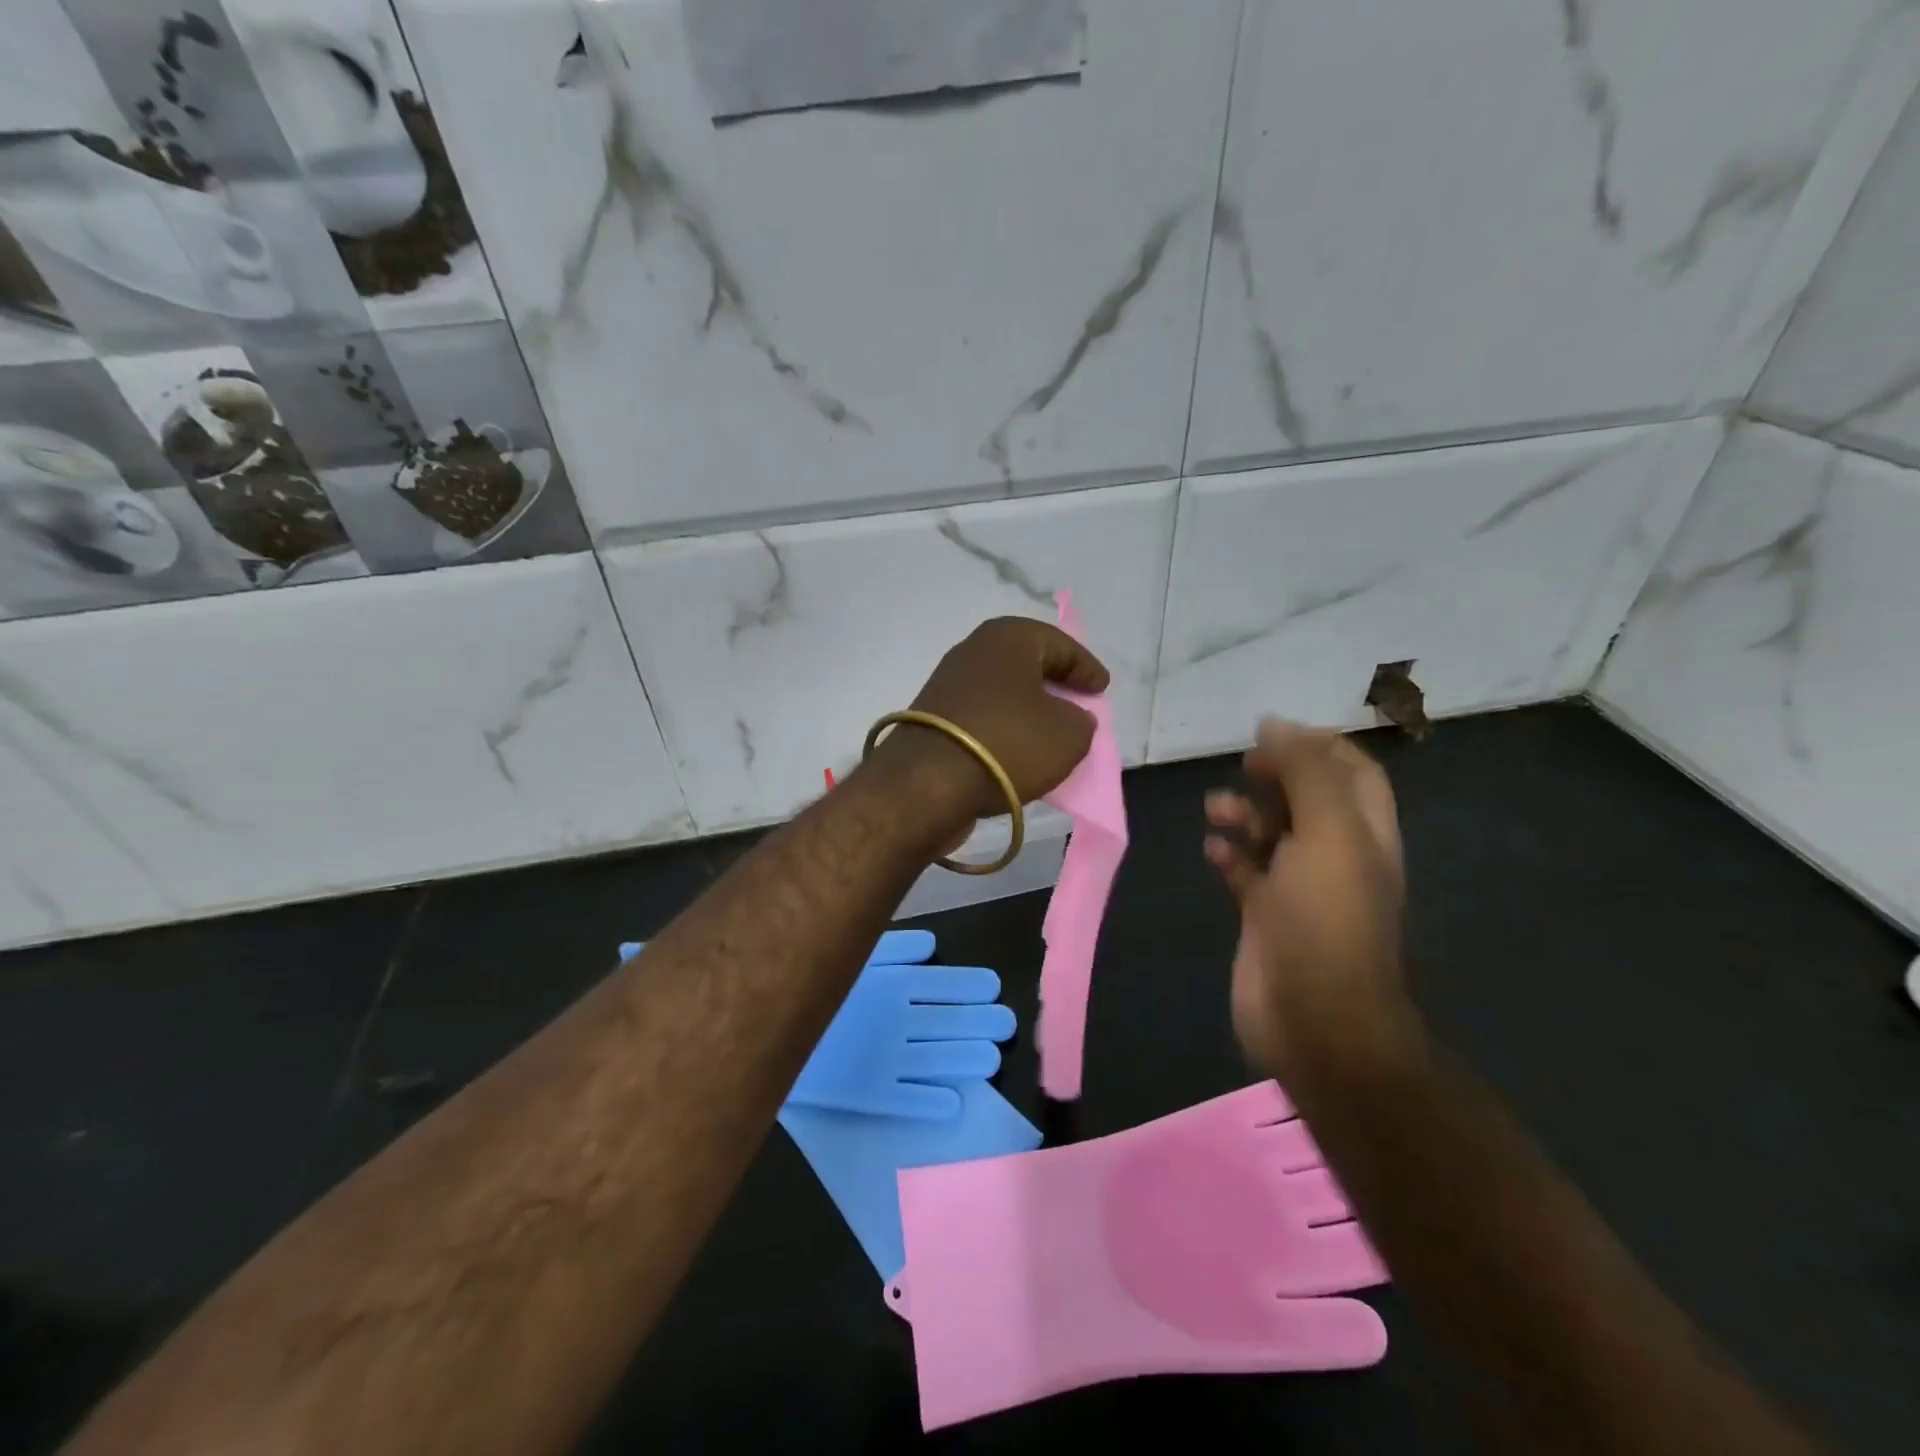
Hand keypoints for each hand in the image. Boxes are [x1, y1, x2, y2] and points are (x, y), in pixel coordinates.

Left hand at [884, 616, 1108, 818]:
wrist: (928, 783)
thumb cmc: (1008, 743)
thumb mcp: (1069, 734)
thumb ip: (1081, 721)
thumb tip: (1070, 718)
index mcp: (1008, 638)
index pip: (1059, 643)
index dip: (1086, 667)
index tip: (1102, 690)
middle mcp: (973, 651)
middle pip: (1026, 662)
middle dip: (1054, 682)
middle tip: (1078, 703)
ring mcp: (947, 684)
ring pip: (1001, 690)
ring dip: (1027, 707)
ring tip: (1050, 731)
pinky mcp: (932, 719)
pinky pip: (982, 715)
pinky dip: (1003, 727)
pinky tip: (1017, 749)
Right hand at [1203, 719, 1409, 1077]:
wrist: (1314, 1018)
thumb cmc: (1326, 918)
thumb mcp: (1328, 832)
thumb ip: (1306, 773)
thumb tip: (1275, 725)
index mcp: (1365, 833)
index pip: (1352, 772)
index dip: (1318, 745)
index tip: (1272, 732)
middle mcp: (1336, 856)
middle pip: (1308, 798)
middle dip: (1276, 776)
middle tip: (1244, 766)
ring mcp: (1299, 889)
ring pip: (1271, 834)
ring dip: (1244, 814)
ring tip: (1215, 809)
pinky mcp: (1265, 916)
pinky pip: (1245, 873)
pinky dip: (1229, 856)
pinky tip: (1213, 852)